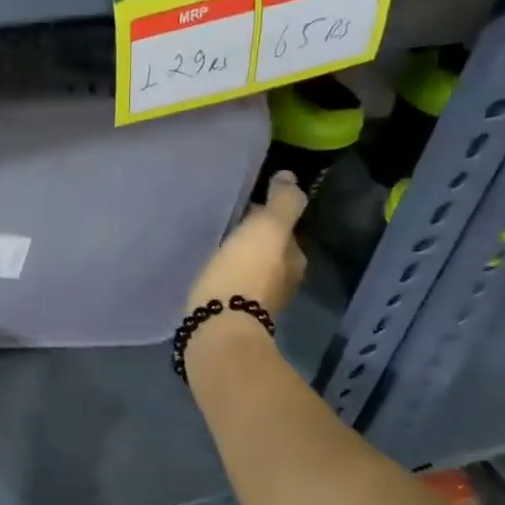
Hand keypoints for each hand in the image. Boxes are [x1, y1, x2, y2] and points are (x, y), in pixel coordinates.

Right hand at [189, 171, 308, 317]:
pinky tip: (209, 275)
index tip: (241, 209)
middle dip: (252, 240)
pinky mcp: (233, 316)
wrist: (218, 326)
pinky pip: (232, 288)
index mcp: (295, 260)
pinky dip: (225, 279)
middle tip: (225, 227)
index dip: (265, 216)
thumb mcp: (267, 228)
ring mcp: (259, 303)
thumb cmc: (245, 273)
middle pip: (268, 251)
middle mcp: (284, 282)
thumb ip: (282, 202)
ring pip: (250, 270)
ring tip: (214, 249)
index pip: (284, 230)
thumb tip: (289, 177)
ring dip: (238, 260)